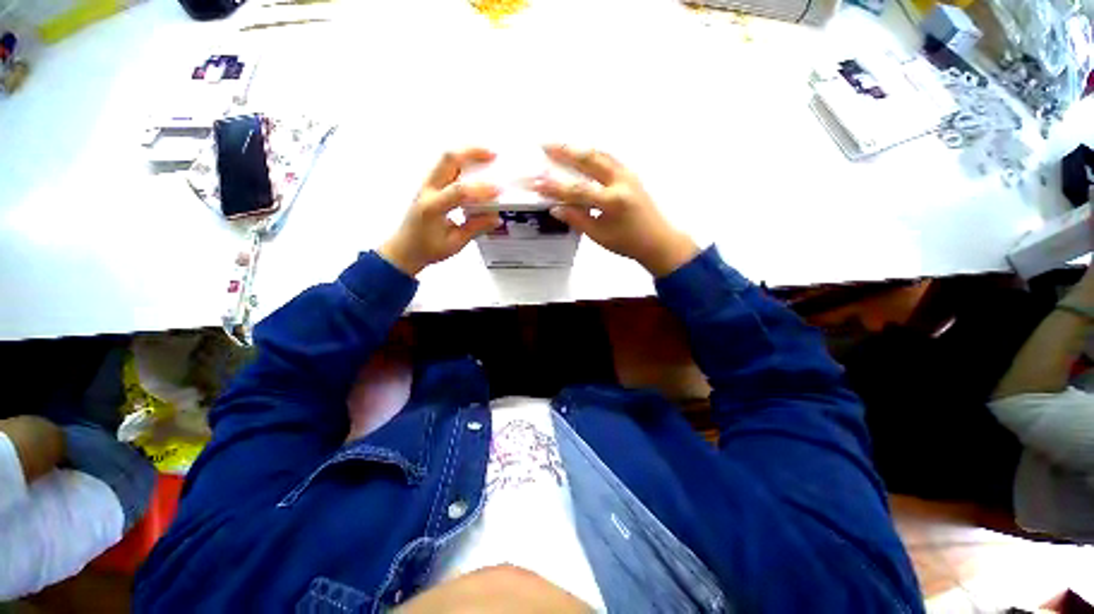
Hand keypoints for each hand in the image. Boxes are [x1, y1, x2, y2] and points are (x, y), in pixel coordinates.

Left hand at [379, 149, 501, 275]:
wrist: (404, 248)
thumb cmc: (426, 249)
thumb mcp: (454, 243)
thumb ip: (475, 228)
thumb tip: (495, 218)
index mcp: (432, 207)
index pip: (458, 191)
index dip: (480, 189)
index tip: (498, 191)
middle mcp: (427, 190)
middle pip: (448, 160)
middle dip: (472, 153)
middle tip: (493, 155)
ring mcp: (427, 185)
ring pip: (446, 159)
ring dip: (467, 154)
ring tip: (488, 156)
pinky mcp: (430, 185)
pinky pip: (446, 166)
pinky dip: (463, 162)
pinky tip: (476, 166)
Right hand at [531, 145, 697, 276]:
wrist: (658, 241)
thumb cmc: (628, 243)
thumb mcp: (599, 235)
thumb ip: (577, 219)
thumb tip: (555, 207)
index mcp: (613, 201)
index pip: (577, 190)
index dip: (554, 186)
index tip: (535, 181)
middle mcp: (621, 181)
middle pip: (589, 160)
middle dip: (565, 152)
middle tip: (544, 145)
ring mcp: (628, 175)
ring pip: (600, 154)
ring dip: (578, 149)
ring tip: (559, 146)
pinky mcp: (631, 174)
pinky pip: (608, 158)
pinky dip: (592, 153)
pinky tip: (582, 153)